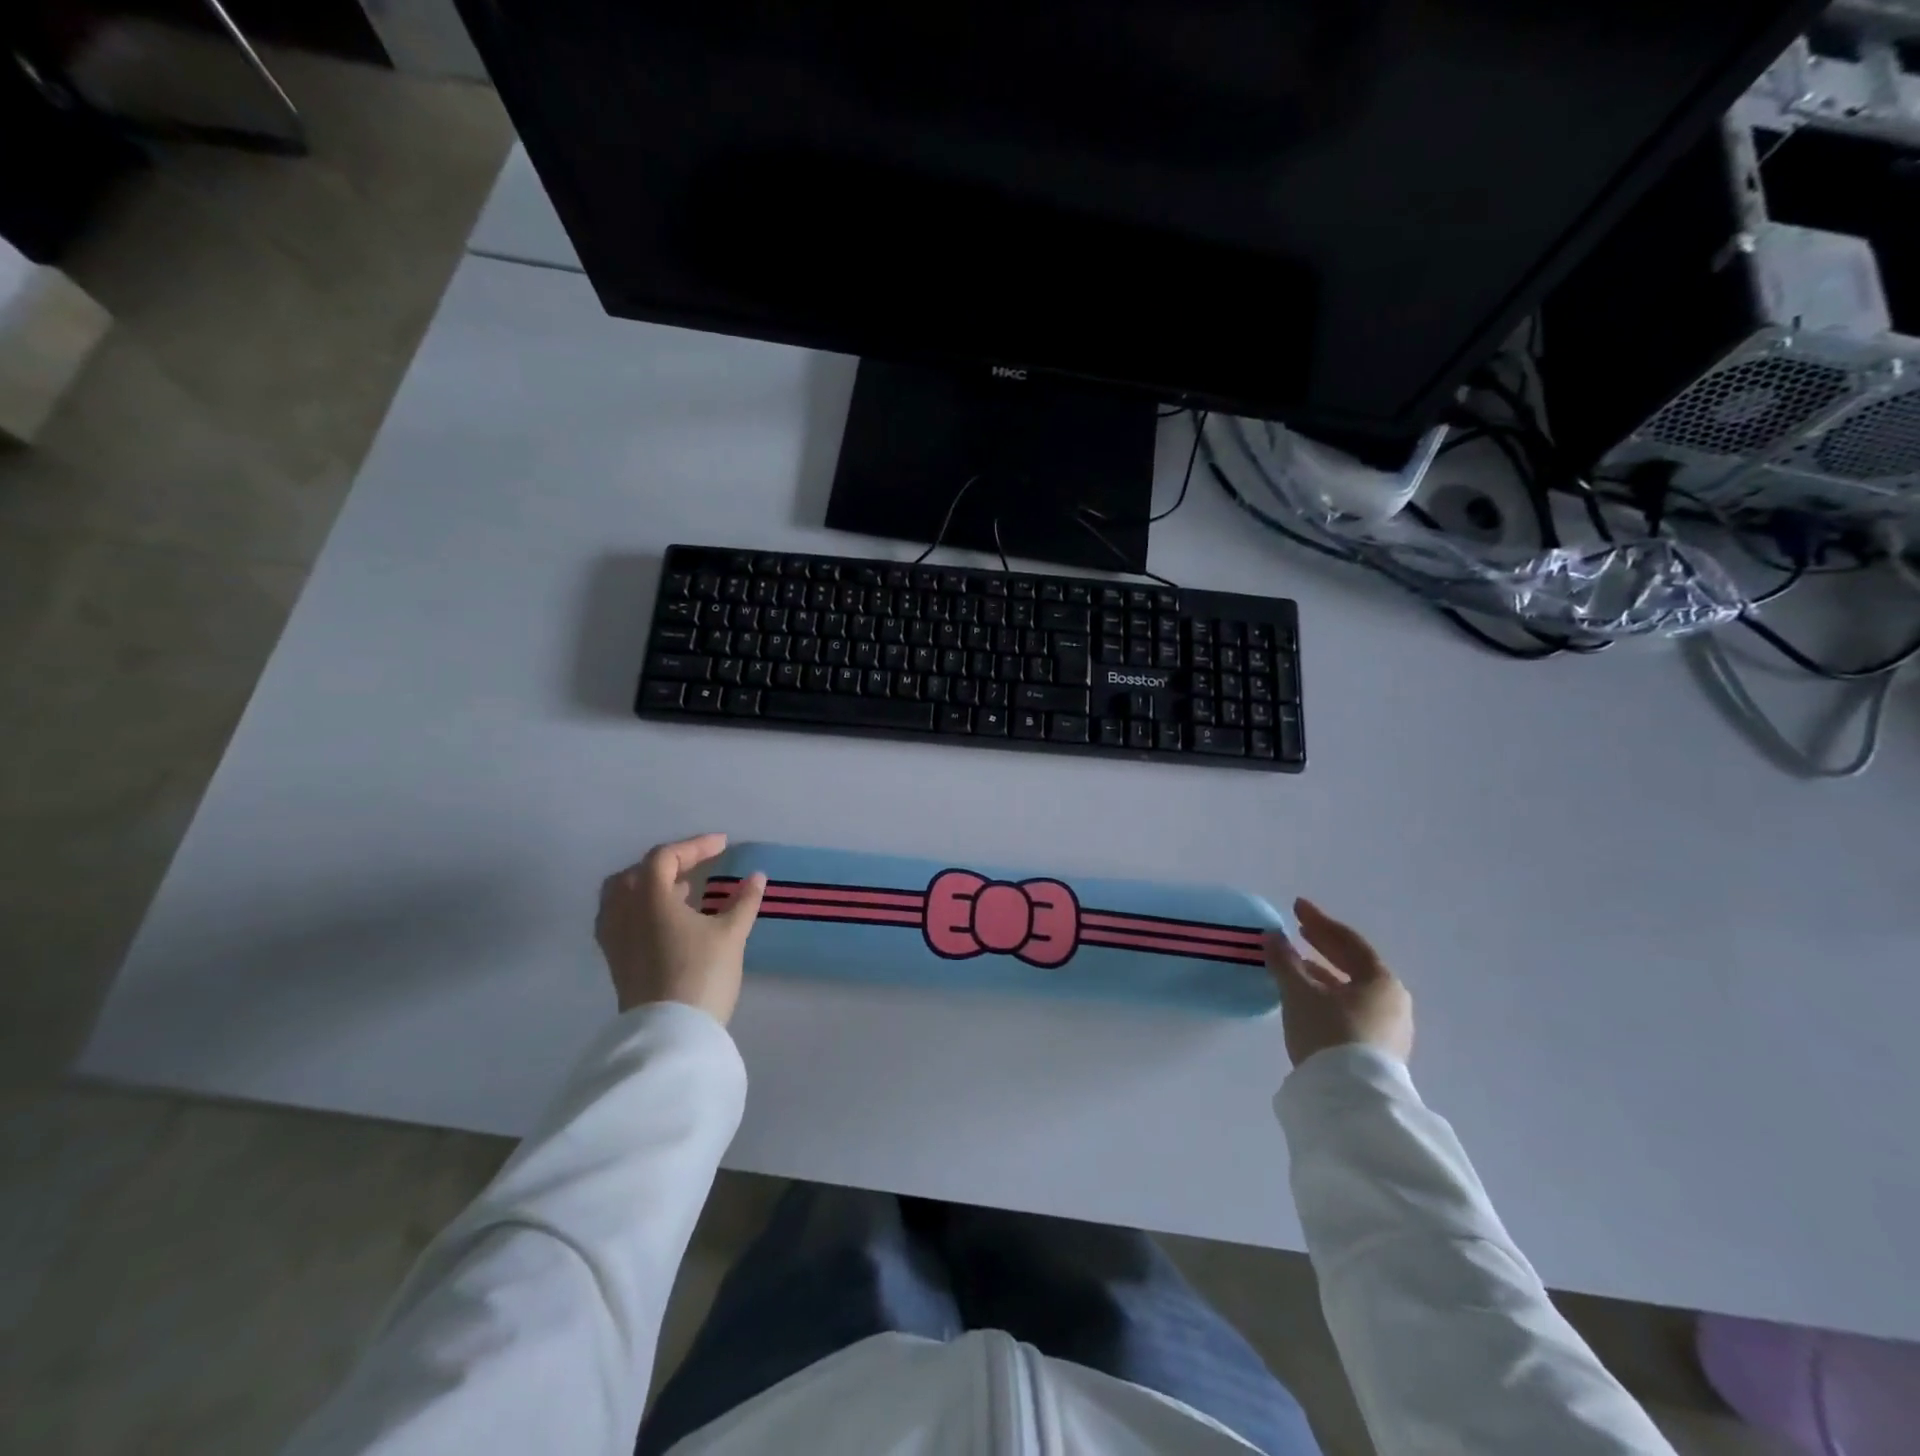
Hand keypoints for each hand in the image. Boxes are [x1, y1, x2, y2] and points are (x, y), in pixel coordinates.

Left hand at [596, 834, 766, 1022]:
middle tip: (695, 868)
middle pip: (635, 875)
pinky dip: (642, 911)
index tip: (723, 845)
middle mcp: (623, 914)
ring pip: (622, 899)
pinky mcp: (617, 963)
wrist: (671, 1034)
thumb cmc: (701, 974)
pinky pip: (621, 921)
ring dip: (651, 888)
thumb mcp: (731, 934)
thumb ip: (743, 901)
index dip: (695, 846)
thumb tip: (756, 877)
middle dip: (666, 865)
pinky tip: (667, 925)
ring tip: (681, 894)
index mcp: (648, 899)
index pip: (664, 858)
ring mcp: (615, 941)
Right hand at [1265, 898, 1413, 1067]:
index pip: (1348, 941)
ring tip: (1296, 964)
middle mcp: (1393, 1001)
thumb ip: (1284, 961)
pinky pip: (1351, 1008)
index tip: (1296, 907)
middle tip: (1298, 929)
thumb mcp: (1299, 993)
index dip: (1319, 921)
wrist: (1350, 1099)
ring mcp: (1389, 1028)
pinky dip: (1329, 994)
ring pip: (1352, 988)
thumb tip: (1271, 936)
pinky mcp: (1378, 1050)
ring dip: (1323, 972)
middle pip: (1354, 964)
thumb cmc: (1329, 1033)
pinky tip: (1308, 997)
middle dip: (1323, 945)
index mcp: (1381, 981)